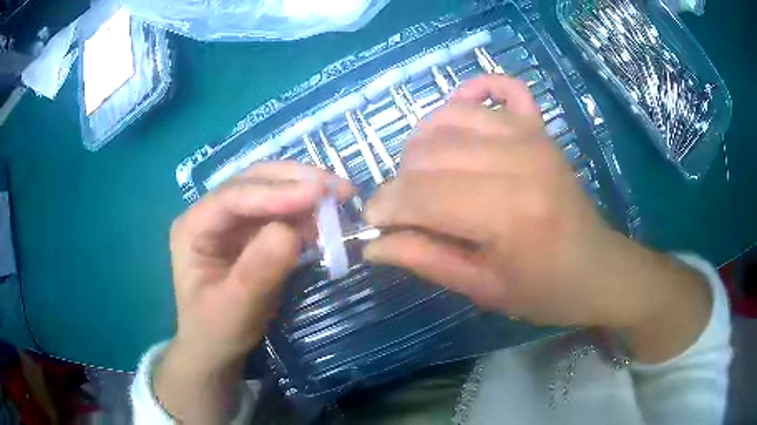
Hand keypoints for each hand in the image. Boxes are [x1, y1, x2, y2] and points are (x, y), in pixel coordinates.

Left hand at [156, 162, 351, 421]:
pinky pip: (282, 213)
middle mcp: (211, 214)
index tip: (319, 194)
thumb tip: (291, 232)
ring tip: (340, 202)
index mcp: (193, 227)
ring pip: (271, 191)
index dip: (275, 192)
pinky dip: (306, 214)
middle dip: (296, 181)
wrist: (216, 349)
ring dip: (305, 194)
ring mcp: (233, 221)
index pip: (233, 196)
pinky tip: (325, 221)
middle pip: (253, 182)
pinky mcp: (252, 233)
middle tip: (339, 188)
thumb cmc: (216, 330)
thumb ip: (259, 270)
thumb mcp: (236, 308)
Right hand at [364, 75, 708, 344]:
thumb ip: (424, 260)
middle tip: (404, 209)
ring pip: (450, 117)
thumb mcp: (482, 289)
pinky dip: (474, 91)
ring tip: (424, 174)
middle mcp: (519, 160)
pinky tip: (459, 113)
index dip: (385, 207)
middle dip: (400, 181)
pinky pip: (502, 87)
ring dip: (423, 144)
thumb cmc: (544, 290)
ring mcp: (532, 135)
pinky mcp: (540, 128)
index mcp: (508, 213)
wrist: (597, 268)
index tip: (373, 223)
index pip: (422, 194)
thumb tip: (371, 244)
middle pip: (429, 151)